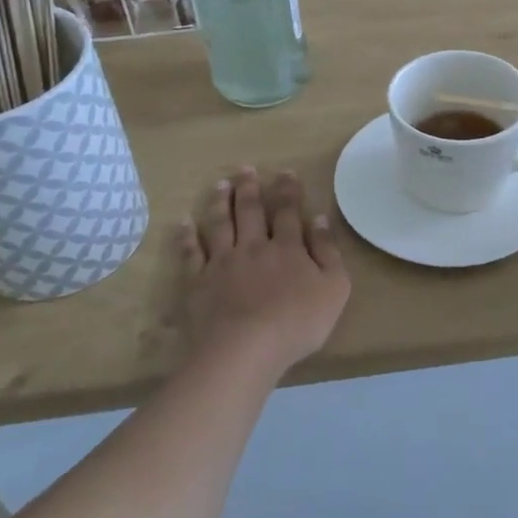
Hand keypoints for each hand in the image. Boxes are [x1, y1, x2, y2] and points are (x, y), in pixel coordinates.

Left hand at [175, 168, 349, 376]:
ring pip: (220, 224)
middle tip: (245, 169)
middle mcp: (253, 247)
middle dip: (249, 189)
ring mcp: (223, 263)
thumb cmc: (298, 322)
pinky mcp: (199, 282)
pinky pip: (191, 254)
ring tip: (219, 184)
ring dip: (220, 202)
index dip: (287, 191)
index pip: (287, 213)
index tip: (285, 173)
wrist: (247, 348)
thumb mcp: (333, 288)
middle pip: (250, 212)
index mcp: (287, 248)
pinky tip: (183, 223)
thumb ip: (328, 252)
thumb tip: (320, 218)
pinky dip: (186, 237)